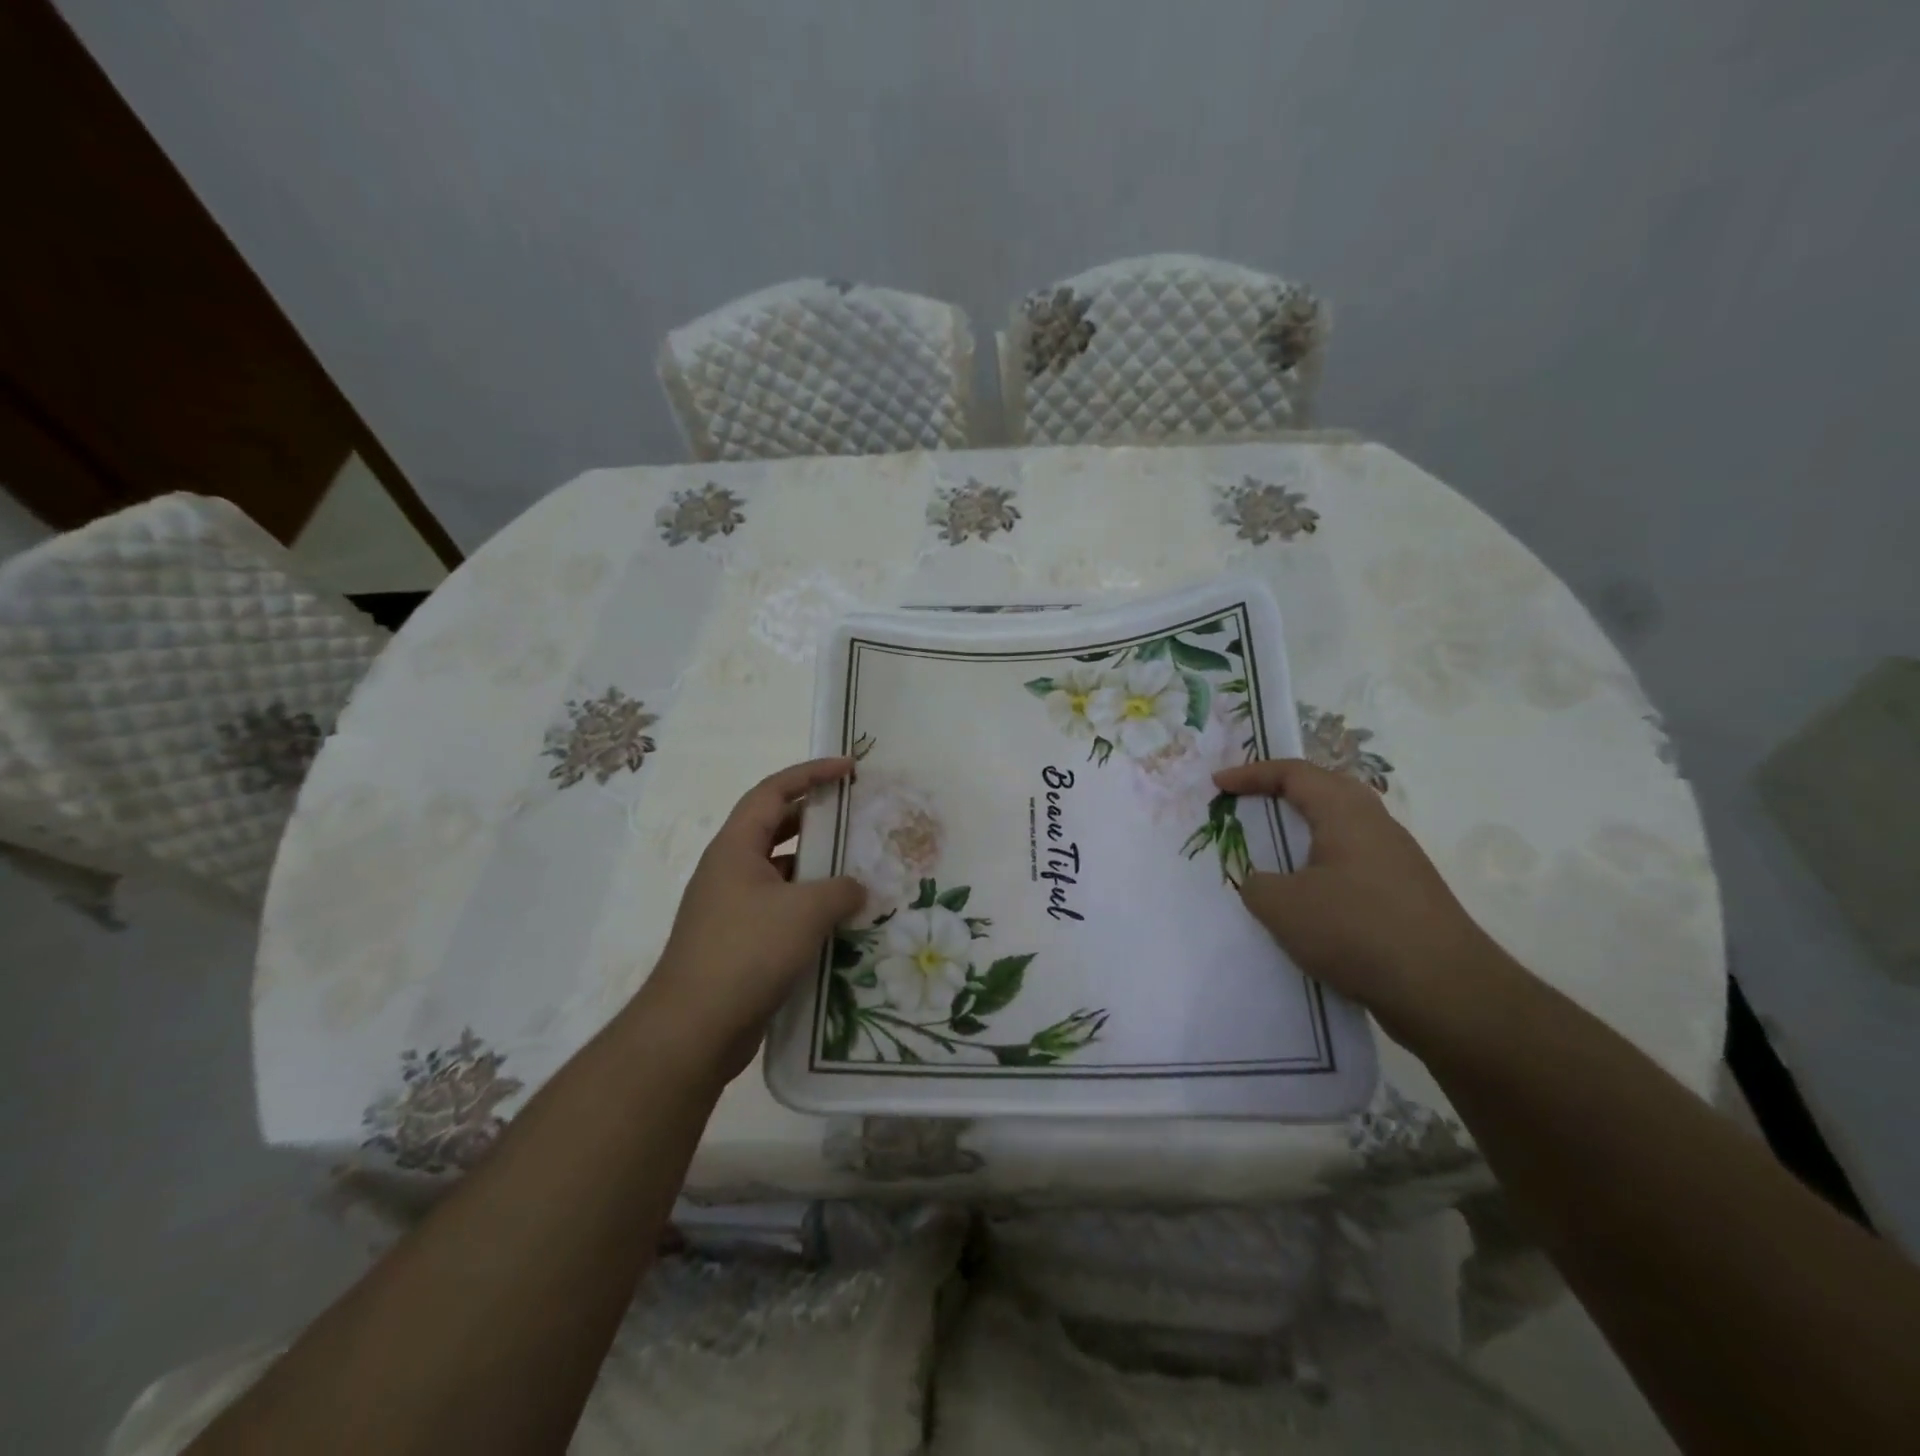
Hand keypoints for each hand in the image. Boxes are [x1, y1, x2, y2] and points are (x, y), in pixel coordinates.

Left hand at [640, 758, 865, 1078]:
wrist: (693, 1029)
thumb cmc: (747, 952)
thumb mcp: (805, 911)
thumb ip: (840, 889)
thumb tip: (856, 889)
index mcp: (736, 847)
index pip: (774, 791)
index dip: (812, 773)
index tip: (849, 769)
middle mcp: (730, 870)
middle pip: (776, 828)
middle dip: (816, 818)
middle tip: (855, 816)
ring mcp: (731, 908)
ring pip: (781, 873)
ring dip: (816, 869)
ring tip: (858, 871)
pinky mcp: (738, 943)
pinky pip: (780, 909)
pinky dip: (809, 908)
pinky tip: (840, 923)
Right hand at [1212, 758, 1511, 1044]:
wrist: (1446, 993)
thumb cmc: (1357, 930)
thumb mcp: (1283, 906)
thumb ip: (1257, 885)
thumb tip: (1261, 882)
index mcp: (1346, 812)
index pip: (1293, 773)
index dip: (1251, 774)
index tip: (1217, 786)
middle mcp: (1376, 825)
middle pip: (1323, 791)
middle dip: (1280, 793)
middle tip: (1246, 805)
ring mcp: (1396, 861)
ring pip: (1339, 830)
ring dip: (1301, 834)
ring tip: (1271, 853)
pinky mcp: (1405, 895)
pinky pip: (1351, 864)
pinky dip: (1319, 867)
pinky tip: (1306, 901)